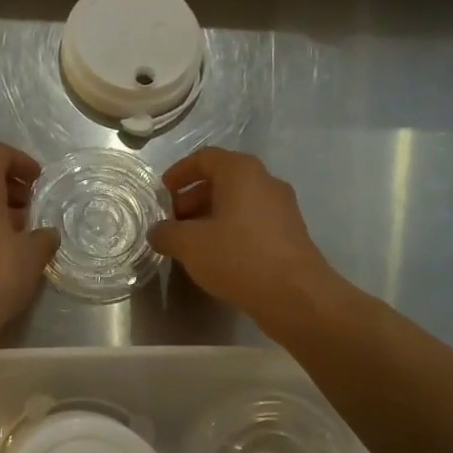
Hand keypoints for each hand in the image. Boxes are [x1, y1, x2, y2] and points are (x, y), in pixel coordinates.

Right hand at [148, 148, 341, 323]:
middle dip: (193, 198)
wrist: (295, 294)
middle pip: (223, 180)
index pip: (205, 158)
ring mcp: (282, 208)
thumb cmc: (238, 257)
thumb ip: (167, 233)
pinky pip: (252, 222)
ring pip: (238, 203)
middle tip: (173, 222)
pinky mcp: (290, 234)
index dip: (180, 172)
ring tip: (191, 243)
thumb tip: (158, 232)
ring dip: (211, 217)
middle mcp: (265, 182)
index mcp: (241, 172)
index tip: (163, 192)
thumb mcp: (190, 245)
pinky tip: (217, 257)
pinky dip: (231, 230)